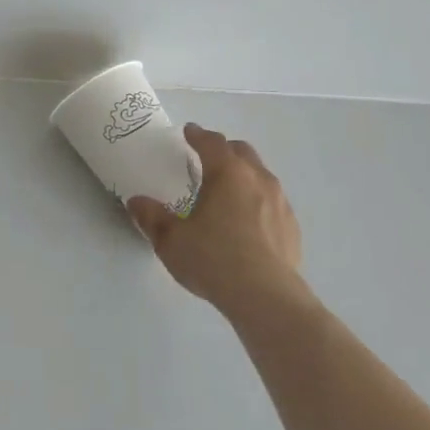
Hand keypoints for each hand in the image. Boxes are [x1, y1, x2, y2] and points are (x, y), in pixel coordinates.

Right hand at [128, 124, 309, 315]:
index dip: (198, 135)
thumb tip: (136, 202)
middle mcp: (257, 179)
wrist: (266, 297)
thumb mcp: (170, 240)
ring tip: (227, 192)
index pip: (212, 142)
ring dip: (244, 175)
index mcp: (227, 173)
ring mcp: (280, 203)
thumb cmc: (213, 259)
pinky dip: (258, 201)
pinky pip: (273, 202)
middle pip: (242, 152)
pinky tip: (247, 223)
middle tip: (207, 159)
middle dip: (224, 150)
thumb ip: (151, 217)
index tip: (189, 132)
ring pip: (261, 175)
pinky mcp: (292, 227)